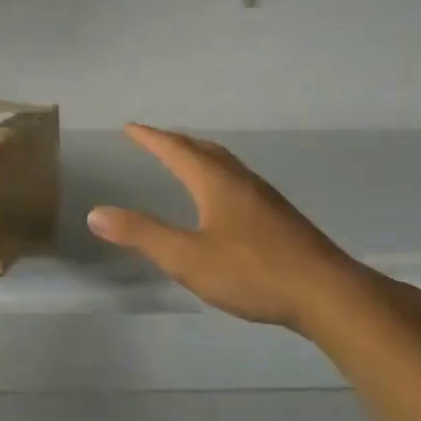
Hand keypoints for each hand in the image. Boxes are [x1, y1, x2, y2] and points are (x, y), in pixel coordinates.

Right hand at [87, 124, 420, 338]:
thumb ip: (142, 234)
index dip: (151, 138)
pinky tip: (223, 202)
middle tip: (156, 140)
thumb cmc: (251, 272)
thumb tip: (96, 213)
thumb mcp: (186, 257)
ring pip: (227, 166)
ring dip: (201, 158)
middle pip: (205, 151)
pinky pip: (240, 183)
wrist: (325, 292)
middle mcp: (241, 181)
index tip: (131, 127)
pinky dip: (219, 177)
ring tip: (186, 163)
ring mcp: (265, 198)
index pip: (176, 150)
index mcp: (216, 183)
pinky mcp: (280, 218)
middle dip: (176, 143)